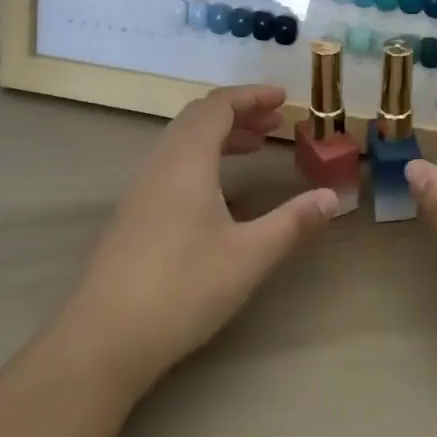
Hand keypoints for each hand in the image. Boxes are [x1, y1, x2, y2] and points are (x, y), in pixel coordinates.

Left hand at [60, 85, 338, 393]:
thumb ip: (293, 222)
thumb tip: (333, 197)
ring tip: (254, 147)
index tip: (283, 100)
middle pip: (199, 117)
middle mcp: (160, 163)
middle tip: (274, 123)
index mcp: (187, 160)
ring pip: (182, 140)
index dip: (252, 96)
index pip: (218, 106)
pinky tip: (218, 189)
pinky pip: (171, 163)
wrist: (103, 339)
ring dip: (219, 134)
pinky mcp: (133, 213)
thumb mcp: (249, 256)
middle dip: (239, 113)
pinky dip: (202, 156)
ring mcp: (141, 188)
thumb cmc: (182, 289)